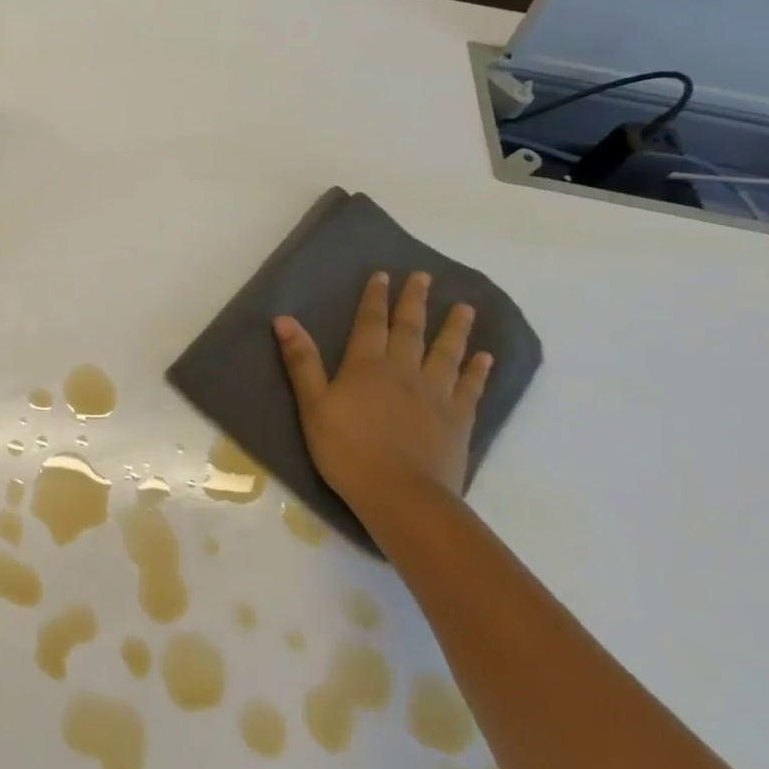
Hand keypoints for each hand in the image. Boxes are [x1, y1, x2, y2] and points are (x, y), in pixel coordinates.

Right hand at [273, 271, 491, 521]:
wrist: (401, 495)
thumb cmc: (347, 450)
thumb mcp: (313, 406)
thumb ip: (302, 362)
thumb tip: (284, 319)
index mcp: (367, 366)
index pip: (371, 323)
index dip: (375, 298)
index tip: (384, 274)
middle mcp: (404, 371)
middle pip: (411, 330)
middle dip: (415, 302)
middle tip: (424, 276)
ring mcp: (436, 394)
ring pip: (447, 352)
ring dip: (455, 328)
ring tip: (465, 307)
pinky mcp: (458, 419)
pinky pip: (470, 387)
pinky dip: (477, 370)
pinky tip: (484, 357)